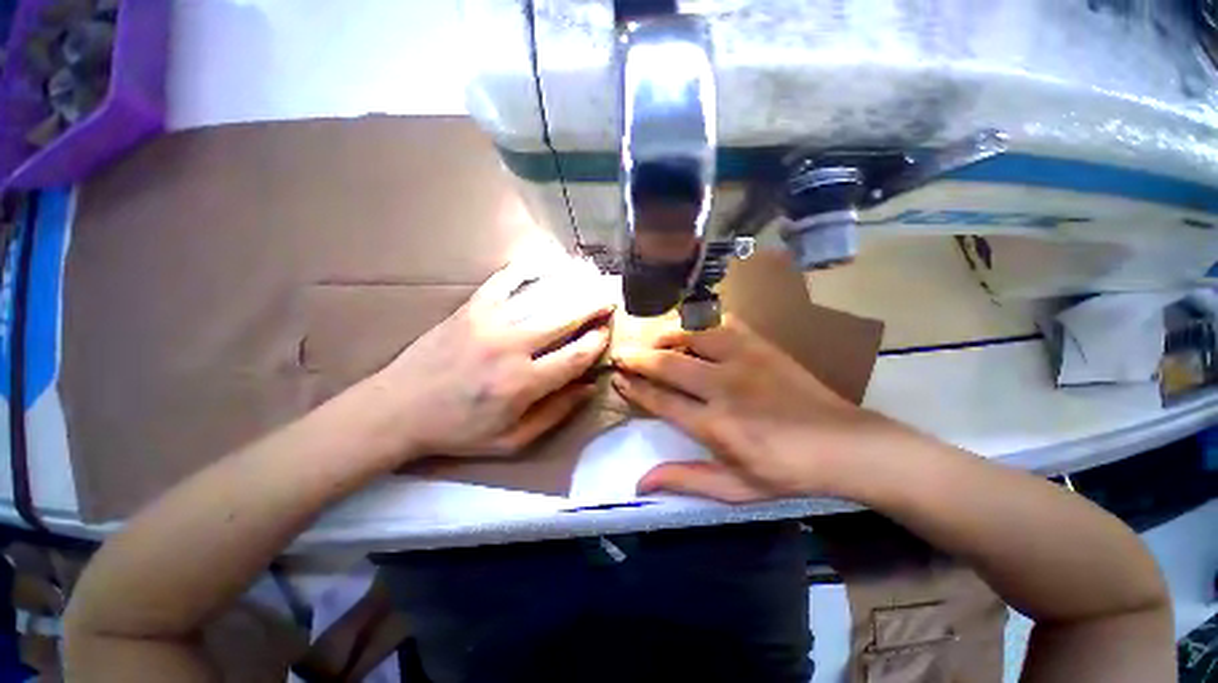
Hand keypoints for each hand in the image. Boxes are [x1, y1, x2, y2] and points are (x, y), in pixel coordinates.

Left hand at [375, 257, 613, 457]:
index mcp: (523, 384)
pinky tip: (547, 262)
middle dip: (593, 307)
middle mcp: (512, 347)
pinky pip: (506, 280)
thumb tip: (589, 387)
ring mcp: (490, 321)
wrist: (397, 410)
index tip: (607, 333)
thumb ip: (555, 414)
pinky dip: (529, 268)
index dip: (597, 342)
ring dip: (571, 287)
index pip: (575, 356)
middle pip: (565, 318)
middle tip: (609, 299)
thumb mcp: (511, 441)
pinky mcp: (471, 308)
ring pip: (542, 296)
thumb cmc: (458, 430)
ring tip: (590, 279)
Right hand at [612, 318, 910, 501]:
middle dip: (637, 358)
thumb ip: (685, 480)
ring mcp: (744, 360)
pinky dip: (701, 322)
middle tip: (620, 354)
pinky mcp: (761, 345)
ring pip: (691, 336)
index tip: (617, 378)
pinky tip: (692, 328)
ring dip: (664, 337)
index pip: (660, 400)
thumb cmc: (787, 472)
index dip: (634, 388)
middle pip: (667, 364)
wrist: (845, 445)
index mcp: (715, 426)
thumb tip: (639, 482)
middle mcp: (723, 387)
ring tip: (651, 340)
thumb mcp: (735, 489)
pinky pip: (722, 322)